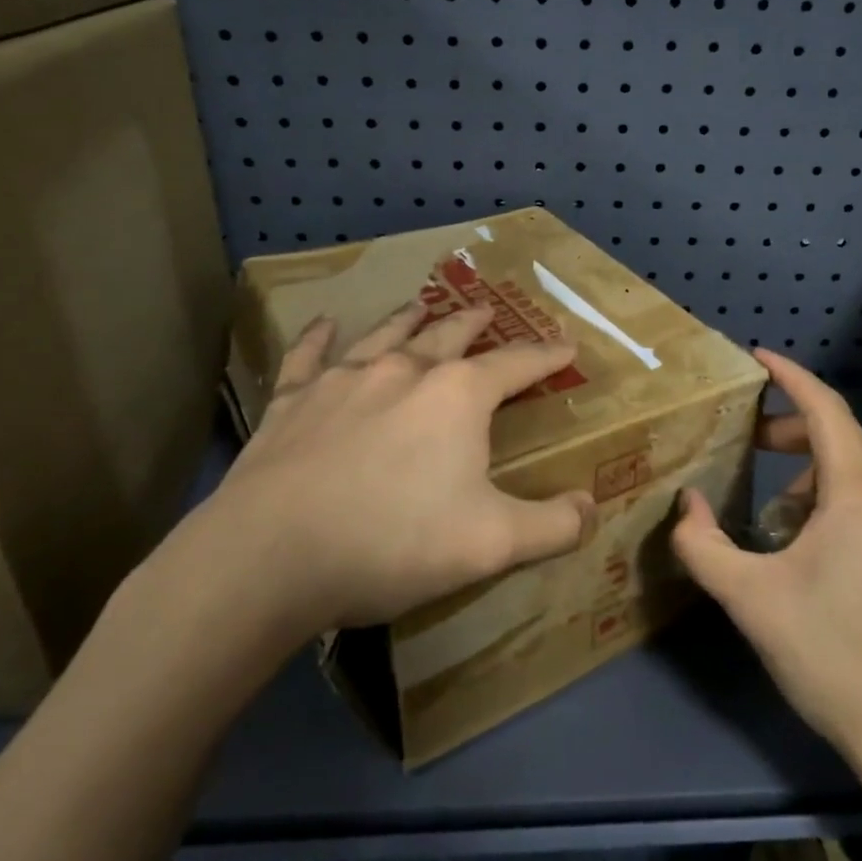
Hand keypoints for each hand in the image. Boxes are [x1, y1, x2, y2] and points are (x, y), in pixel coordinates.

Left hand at [131, 300, 595, 688]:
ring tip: (422, 304)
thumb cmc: (393, 543)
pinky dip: (318, 337)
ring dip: (408, 318)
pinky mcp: (292, 400)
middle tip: (488, 310)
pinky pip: (308, 356)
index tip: (567, 346)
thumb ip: (552, 526)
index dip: (547, 356)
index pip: (517, 365)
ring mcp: (344, 379)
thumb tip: (591, 508)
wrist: (270, 556)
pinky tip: (323, 323)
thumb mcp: (492, 544)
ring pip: (386, 335)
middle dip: (475, 323)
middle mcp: (404, 370)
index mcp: (458, 396)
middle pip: (450, 336)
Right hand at [673, 350, 861, 775]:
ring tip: (766, 508)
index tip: (756, 357)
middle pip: (840, 433)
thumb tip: (685, 505)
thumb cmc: (832, 655)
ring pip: (853, 468)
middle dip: (789, 426)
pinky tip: (799, 544)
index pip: (824, 408)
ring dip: (807, 469)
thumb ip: (703, 544)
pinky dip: (826, 498)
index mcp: (859, 492)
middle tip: (745, 437)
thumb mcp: (750, 599)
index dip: (789, 376)